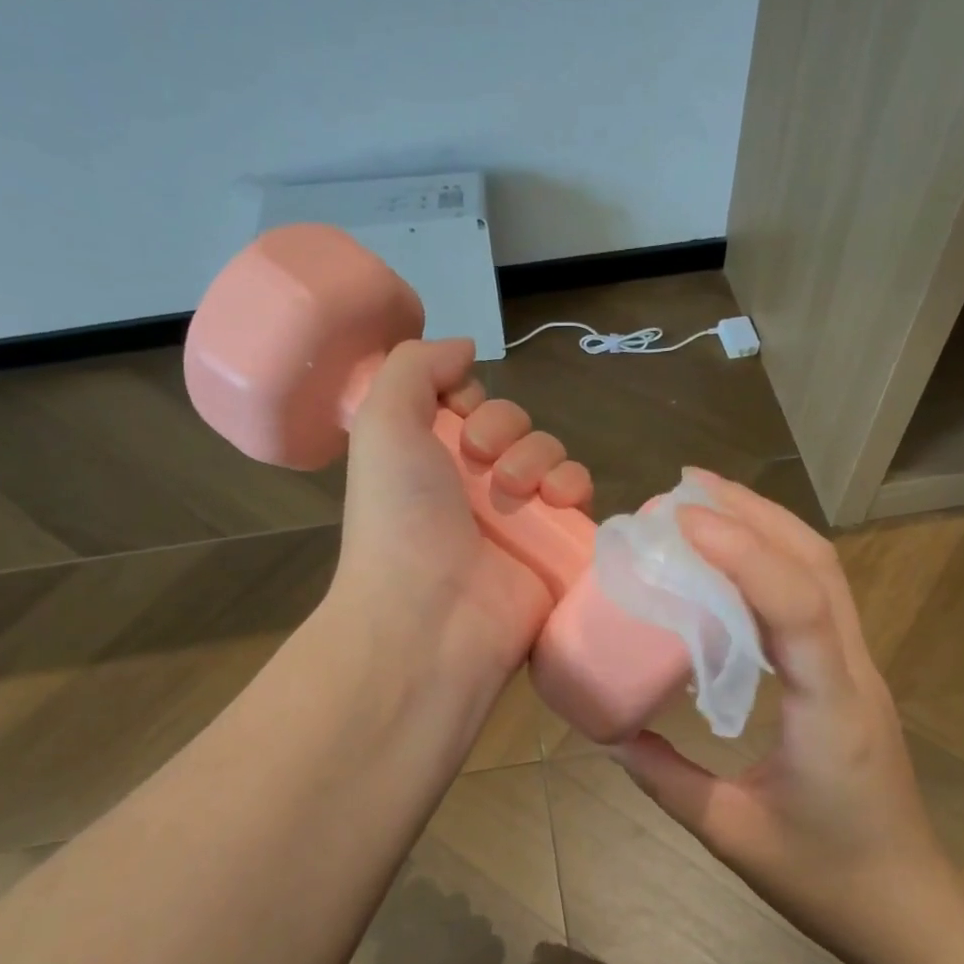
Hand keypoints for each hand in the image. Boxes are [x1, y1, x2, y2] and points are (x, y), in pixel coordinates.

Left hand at [330, 338, 592, 701]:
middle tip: (483, 460)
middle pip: (515, 426)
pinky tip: (558, 500)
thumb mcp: (382, 423)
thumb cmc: (400, 517)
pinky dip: (576, 486)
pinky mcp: (555, 546)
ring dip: (541, 456)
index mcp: (430, 459)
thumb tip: (463, 347)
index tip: (458, 414)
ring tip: (522, 490)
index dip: (471, 399)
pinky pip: (580, 496)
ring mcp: (518, 519)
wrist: (430, 616)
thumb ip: (415, 366)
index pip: (470, 406)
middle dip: (505, 429)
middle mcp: (473, 486)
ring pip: (551, 455)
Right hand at [610, 470, 959, 963]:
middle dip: (754, 513)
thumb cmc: (826, 879)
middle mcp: (853, 673)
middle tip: (686, 486)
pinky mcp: (850, 675)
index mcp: (830, 710)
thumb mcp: (732, 835)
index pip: (799, 606)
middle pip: (819, 565)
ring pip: (825, 572)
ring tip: (707, 503)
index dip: (743, 553)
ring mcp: (859, 669)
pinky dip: (776, 560)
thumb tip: (611, 733)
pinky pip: (818, 598)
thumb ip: (667, 780)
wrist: (907, 907)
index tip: (682, 519)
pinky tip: (735, 561)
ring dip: (768, 526)